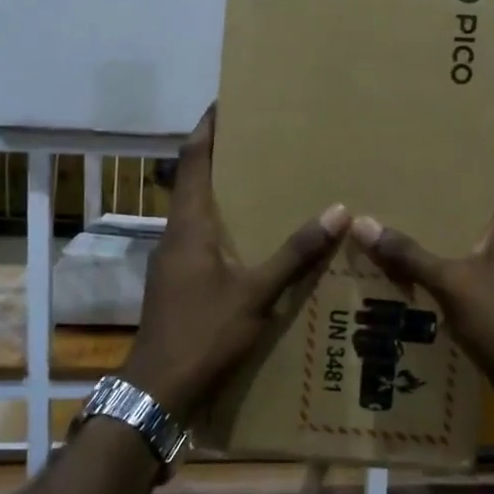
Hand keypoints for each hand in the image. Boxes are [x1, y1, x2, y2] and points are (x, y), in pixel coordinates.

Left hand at [123, 108, 350, 420]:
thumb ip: (295, 254)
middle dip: (220, 157)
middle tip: (258, 139)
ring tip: (261, 182)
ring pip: (196, 213)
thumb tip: (336, 211)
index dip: (207, 129)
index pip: (193, 161)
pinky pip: (199, 240)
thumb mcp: (257, 295)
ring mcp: (171, 262)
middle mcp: (175, 235)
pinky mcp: (175, 284)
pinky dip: (222, 226)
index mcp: (189, 227)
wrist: (157, 391)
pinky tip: (249, 240)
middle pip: (193, 182)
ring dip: (221, 193)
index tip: (225, 102)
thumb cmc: (204, 335)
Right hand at [351, 145, 493, 415]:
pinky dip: (459, 253)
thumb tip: (362, 223)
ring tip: (412, 209)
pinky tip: (426, 260)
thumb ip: (408, 254)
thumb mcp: (451, 283)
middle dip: (457, 183)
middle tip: (414, 168)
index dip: (486, 141)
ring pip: (487, 229)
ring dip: (455, 221)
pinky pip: (486, 259)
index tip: (450, 129)